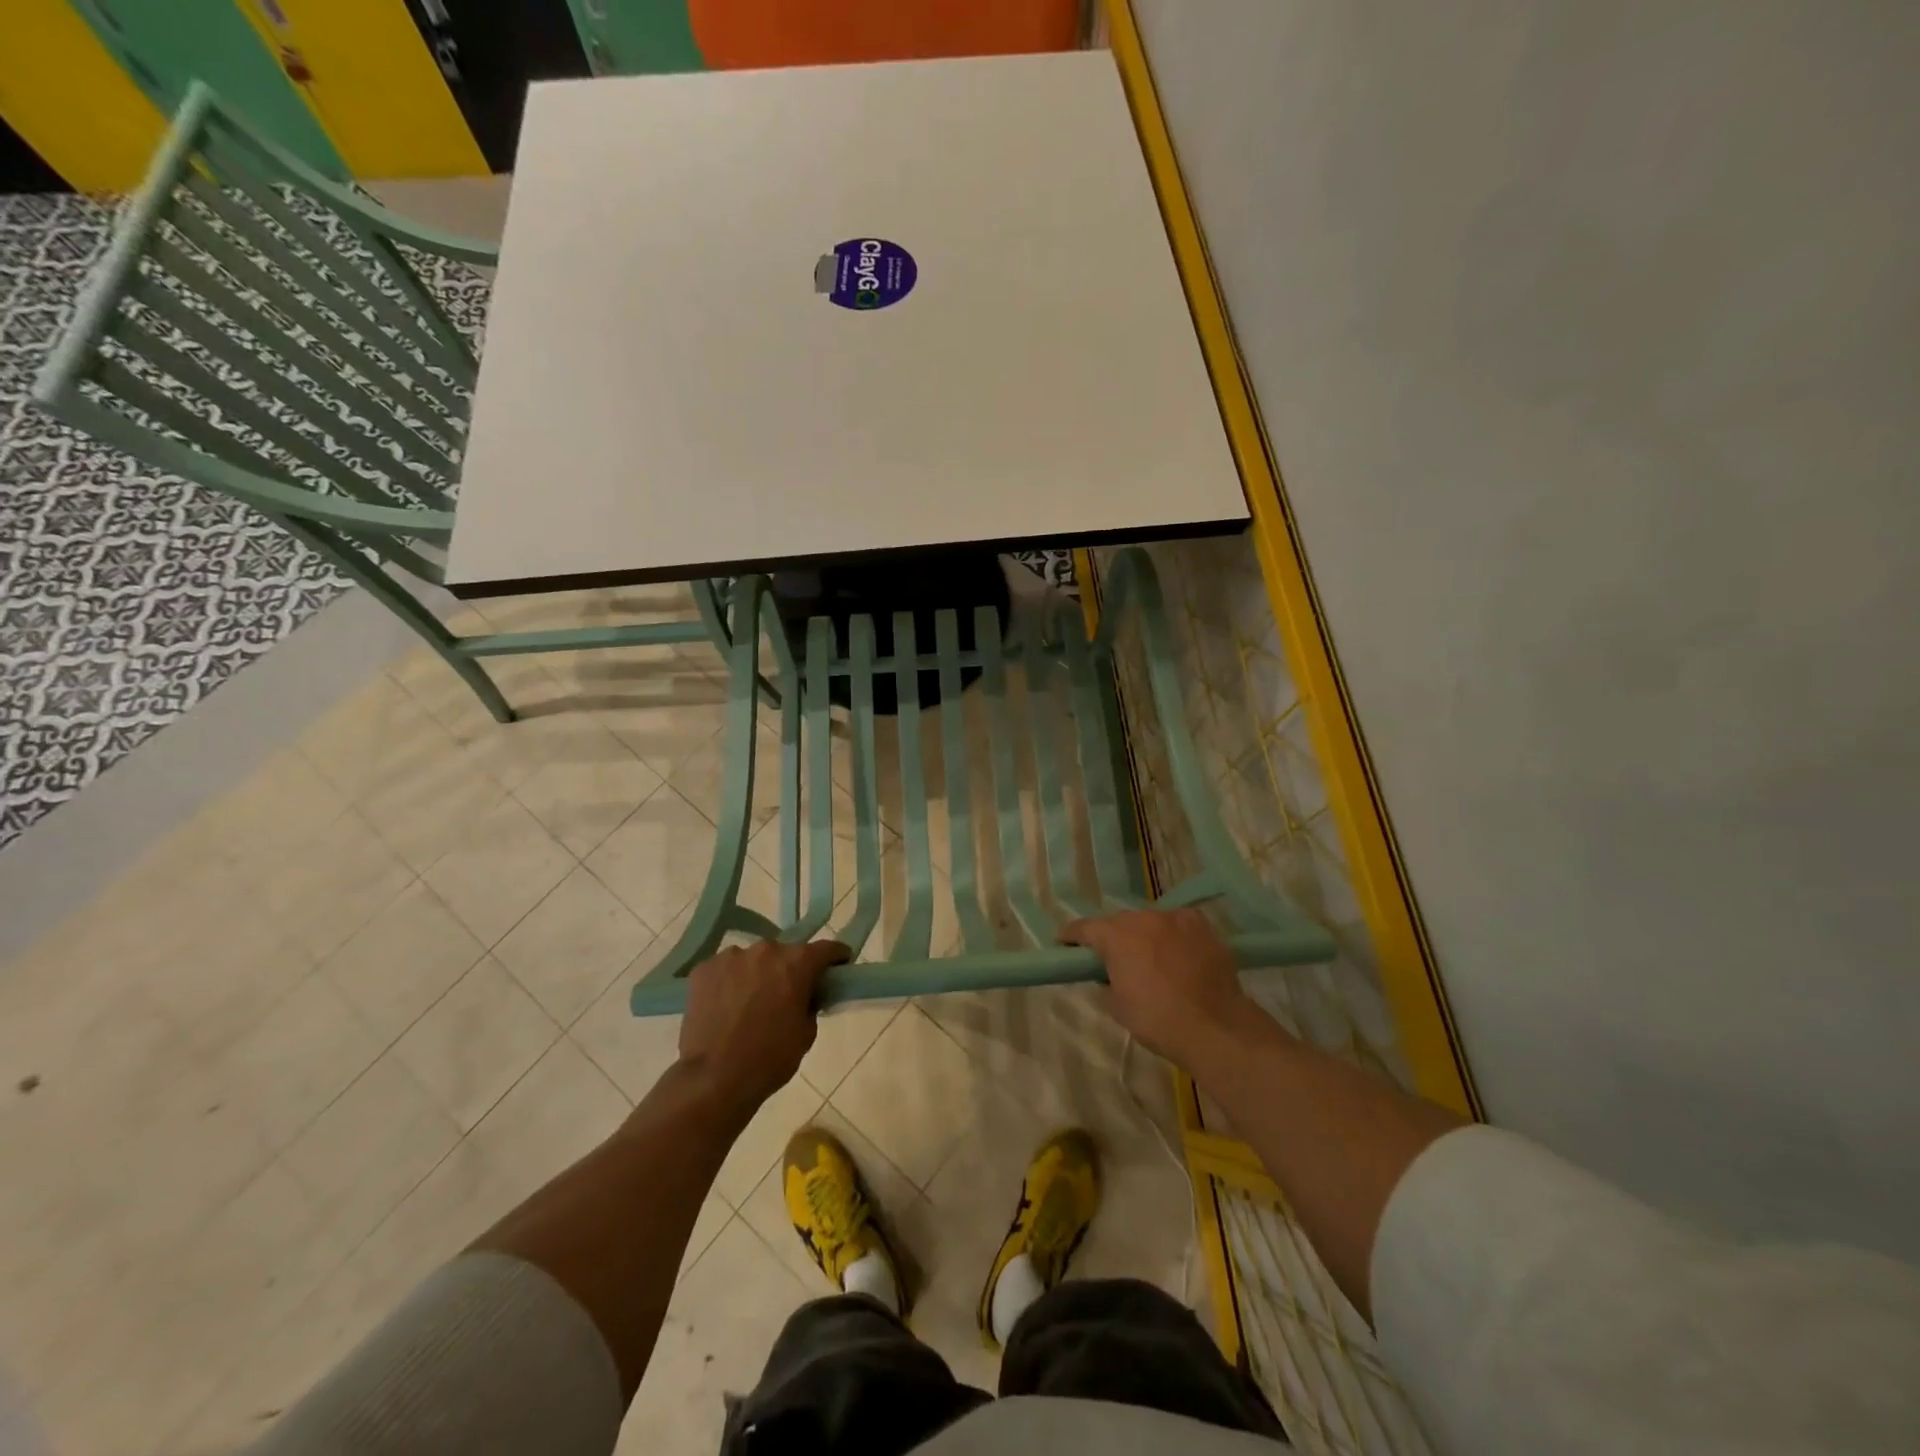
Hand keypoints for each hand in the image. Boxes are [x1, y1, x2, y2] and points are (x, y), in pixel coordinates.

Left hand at [677, 938, 849, 1121]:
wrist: (715, 1078)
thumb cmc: (770, 1058)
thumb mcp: (806, 1033)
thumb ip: (809, 1003)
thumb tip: (804, 995)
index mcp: (797, 962)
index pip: (826, 948)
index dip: (835, 958)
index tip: (838, 967)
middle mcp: (766, 950)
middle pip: (785, 953)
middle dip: (789, 969)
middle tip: (785, 994)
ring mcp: (731, 956)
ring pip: (751, 960)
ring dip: (756, 974)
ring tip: (748, 1003)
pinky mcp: (703, 969)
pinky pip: (724, 969)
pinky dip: (728, 982)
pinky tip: (724, 1006)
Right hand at [1061, 908, 1254, 1069]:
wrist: (1214, 1026)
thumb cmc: (1157, 1019)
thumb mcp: (1117, 1006)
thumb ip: (1106, 982)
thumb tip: (1107, 976)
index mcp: (1116, 936)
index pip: (1084, 928)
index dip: (1072, 936)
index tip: (1064, 943)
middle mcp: (1143, 918)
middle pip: (1119, 922)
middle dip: (1112, 937)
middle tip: (1112, 957)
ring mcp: (1175, 918)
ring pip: (1151, 921)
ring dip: (1145, 935)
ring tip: (1150, 956)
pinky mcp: (1202, 926)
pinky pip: (1179, 925)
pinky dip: (1173, 935)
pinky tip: (1178, 952)